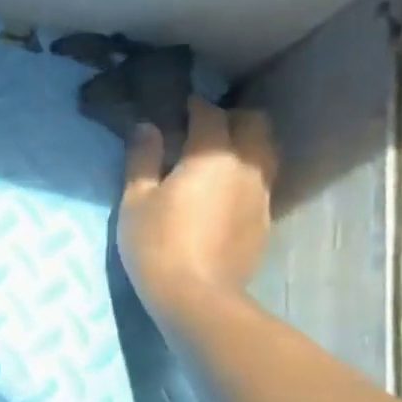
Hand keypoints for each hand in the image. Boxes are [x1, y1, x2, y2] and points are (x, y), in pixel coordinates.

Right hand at [119, 97, 277, 321]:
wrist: (196, 295)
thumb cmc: (156, 243)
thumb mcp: (136, 200)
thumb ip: (143, 159)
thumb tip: (147, 127)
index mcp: (211, 155)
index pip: (210, 115)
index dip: (195, 106)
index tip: (180, 106)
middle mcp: (246, 166)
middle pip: (254, 124)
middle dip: (232, 118)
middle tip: (203, 128)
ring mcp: (261, 193)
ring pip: (265, 151)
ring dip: (246, 144)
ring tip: (218, 157)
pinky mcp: (265, 218)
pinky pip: (262, 181)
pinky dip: (246, 173)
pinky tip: (224, 191)